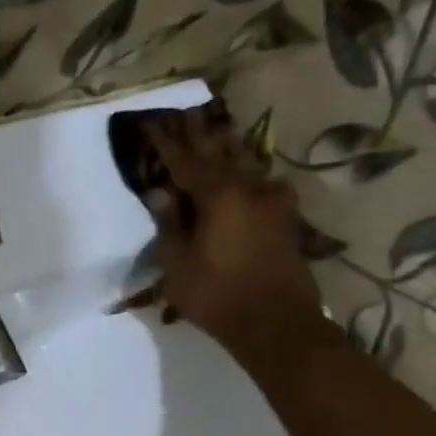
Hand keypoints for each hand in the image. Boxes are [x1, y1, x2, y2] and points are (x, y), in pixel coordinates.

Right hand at [119, 104, 325, 353]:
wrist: (275, 322)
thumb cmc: (215, 293)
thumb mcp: (176, 262)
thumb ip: (168, 221)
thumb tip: (161, 191)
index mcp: (218, 193)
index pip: (184, 159)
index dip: (165, 141)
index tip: (151, 121)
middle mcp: (249, 186)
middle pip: (219, 152)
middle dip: (199, 133)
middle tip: (185, 113)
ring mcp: (272, 200)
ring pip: (243, 163)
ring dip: (225, 148)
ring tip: (212, 131)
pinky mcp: (284, 217)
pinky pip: (257, 183)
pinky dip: (242, 172)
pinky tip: (241, 170)